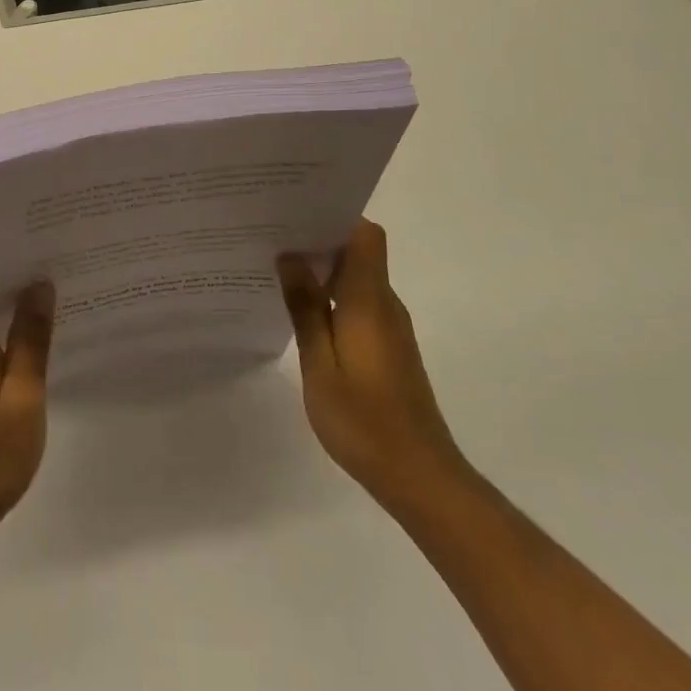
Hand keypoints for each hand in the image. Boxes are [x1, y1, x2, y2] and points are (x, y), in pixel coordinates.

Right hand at [278, 219, 465, 505]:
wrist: (420, 478)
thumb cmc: (365, 420)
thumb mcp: (320, 364)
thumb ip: (306, 308)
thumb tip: (290, 256)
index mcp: (369, 301)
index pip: (366, 236)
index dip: (335, 216)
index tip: (296, 212)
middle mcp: (385, 305)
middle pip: (358, 252)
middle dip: (317, 239)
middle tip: (270, 236)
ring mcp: (389, 327)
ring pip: (356, 278)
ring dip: (322, 269)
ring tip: (275, 268)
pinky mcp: (387, 348)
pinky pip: (357, 303)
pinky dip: (330, 296)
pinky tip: (300, 310)